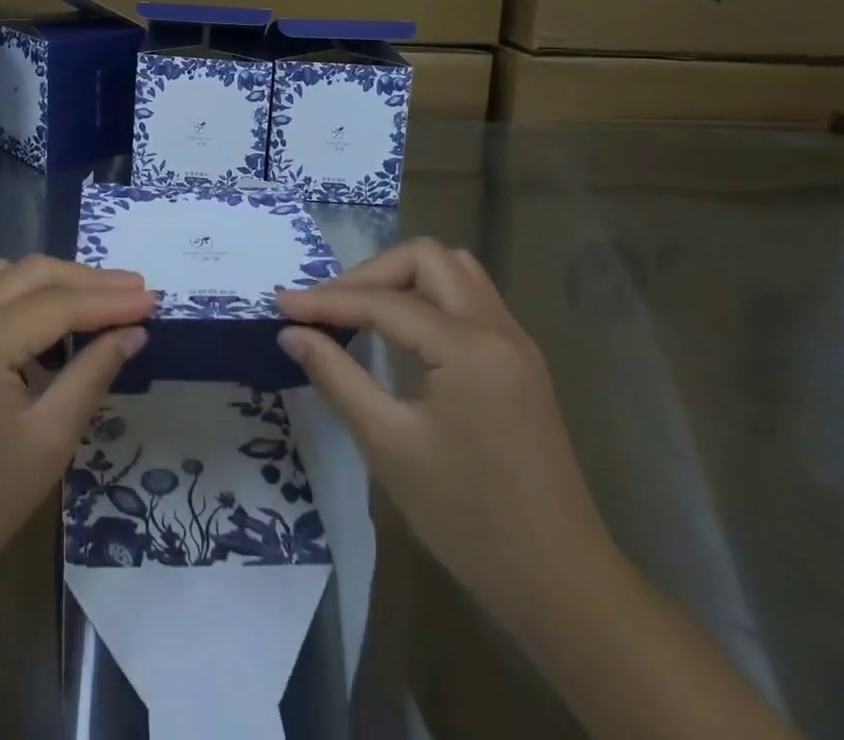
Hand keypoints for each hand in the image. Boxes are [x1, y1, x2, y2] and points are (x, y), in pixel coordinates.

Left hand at [0, 255, 153, 623]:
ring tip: (93, 303)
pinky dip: (15, 299)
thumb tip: (132, 332)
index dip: (110, 299)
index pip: (57, 304)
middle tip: (133, 290)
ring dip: (50, 283)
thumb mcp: (48, 442)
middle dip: (85, 279)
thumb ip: (92, 374)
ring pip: (0, 277)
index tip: (153, 298)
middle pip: (30, 274)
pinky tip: (40, 328)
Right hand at [275, 239, 610, 628]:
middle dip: (370, 274)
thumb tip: (292, 333)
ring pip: (455, 270)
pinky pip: (471, 298)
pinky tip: (403, 331)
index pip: (385, 302)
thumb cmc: (468, 519)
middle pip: (426, 259)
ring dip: (404, 276)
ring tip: (362, 309)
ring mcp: (515, 342)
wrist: (561, 585)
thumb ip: (337, 377)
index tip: (282, 305)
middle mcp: (497, 328)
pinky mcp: (521, 361)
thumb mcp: (389, 446)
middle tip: (329, 307)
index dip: (328, 301)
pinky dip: (429, 296)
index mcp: (468, 348)